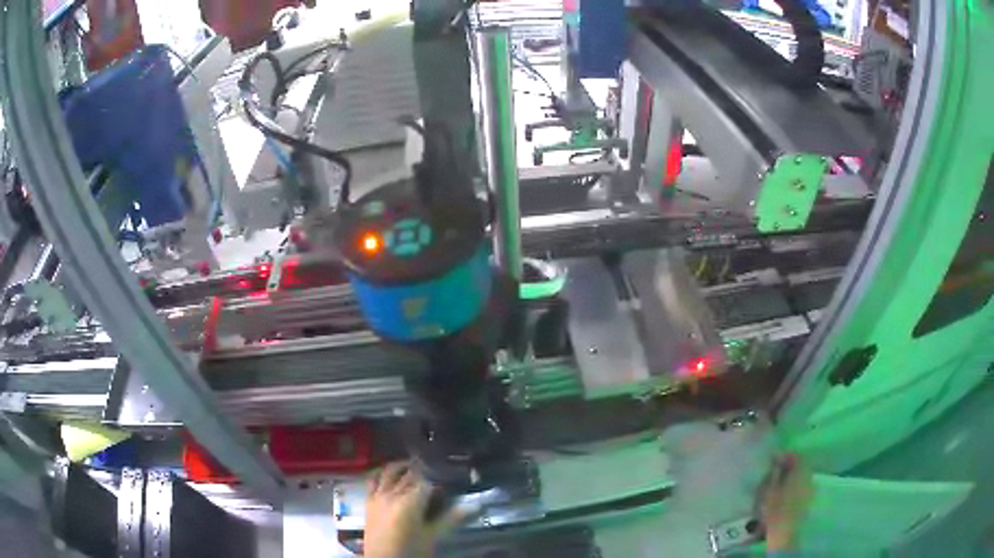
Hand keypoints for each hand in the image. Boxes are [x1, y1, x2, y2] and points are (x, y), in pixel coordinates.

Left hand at [364, 462, 469, 557]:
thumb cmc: (410, 551)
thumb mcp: (433, 537)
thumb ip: (451, 519)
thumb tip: (474, 506)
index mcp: (411, 501)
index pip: (428, 480)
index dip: (439, 476)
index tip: (450, 475)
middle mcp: (393, 493)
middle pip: (409, 474)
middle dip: (424, 469)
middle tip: (437, 468)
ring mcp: (378, 495)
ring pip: (390, 471)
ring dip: (402, 465)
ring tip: (415, 465)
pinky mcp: (369, 501)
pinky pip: (372, 480)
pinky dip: (381, 472)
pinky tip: (389, 472)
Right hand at [760, 454, 813, 550]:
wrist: (785, 532)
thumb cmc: (775, 510)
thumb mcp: (769, 490)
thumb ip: (774, 473)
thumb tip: (776, 459)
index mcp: (800, 471)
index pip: (796, 455)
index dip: (784, 456)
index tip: (773, 461)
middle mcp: (808, 475)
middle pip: (801, 464)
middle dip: (789, 466)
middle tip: (775, 471)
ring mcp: (811, 487)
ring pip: (802, 474)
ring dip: (792, 475)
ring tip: (780, 483)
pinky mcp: (809, 498)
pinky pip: (803, 484)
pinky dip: (795, 484)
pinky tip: (786, 493)